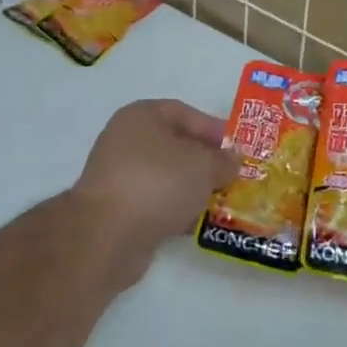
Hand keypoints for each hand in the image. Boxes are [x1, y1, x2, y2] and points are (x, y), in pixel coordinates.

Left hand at [70, 100, 239, 289]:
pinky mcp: (118, 209)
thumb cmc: (158, 182)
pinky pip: (156, 202)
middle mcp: (125, 140)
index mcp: (142, 116)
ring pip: (167, 177)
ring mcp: (119, 176)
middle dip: (206, 162)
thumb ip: (223, 161)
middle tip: (233, 177)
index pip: (184, 113)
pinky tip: (197, 223)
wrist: (108, 234)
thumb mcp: (203, 166)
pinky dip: (176, 209)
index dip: (213, 128)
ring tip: (222, 202)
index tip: (238, 148)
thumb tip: (232, 161)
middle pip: (175, 146)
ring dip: (193, 189)